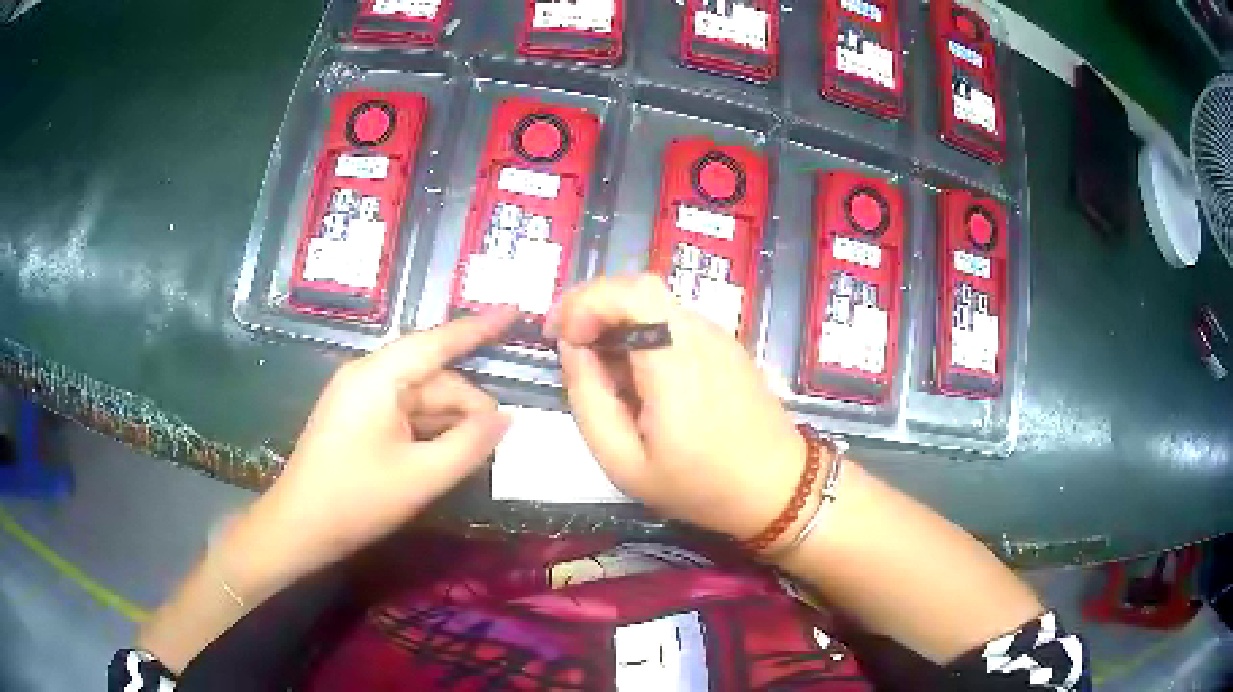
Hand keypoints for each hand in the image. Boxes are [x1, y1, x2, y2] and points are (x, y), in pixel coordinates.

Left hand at [230, 308, 517, 591]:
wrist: (298, 527)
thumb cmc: (357, 500)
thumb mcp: (423, 476)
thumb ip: (470, 444)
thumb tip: (505, 419)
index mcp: (379, 377)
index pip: (438, 341)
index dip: (481, 327)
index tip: (516, 310)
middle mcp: (368, 376)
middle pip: (433, 378)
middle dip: (467, 407)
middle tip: (496, 444)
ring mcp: (359, 397)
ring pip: (420, 399)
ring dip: (448, 423)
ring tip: (473, 455)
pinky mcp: (356, 418)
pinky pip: (403, 413)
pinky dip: (428, 431)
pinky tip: (445, 454)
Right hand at [547, 275, 805, 541]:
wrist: (777, 489)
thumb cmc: (699, 485)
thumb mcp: (624, 462)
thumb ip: (588, 399)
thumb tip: (572, 347)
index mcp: (676, 361)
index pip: (629, 291)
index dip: (584, 302)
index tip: (561, 338)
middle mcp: (700, 334)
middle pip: (638, 286)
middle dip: (592, 305)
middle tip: (569, 342)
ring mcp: (717, 335)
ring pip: (654, 301)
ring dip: (616, 318)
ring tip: (599, 365)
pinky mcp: (725, 344)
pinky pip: (673, 320)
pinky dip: (642, 330)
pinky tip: (636, 372)